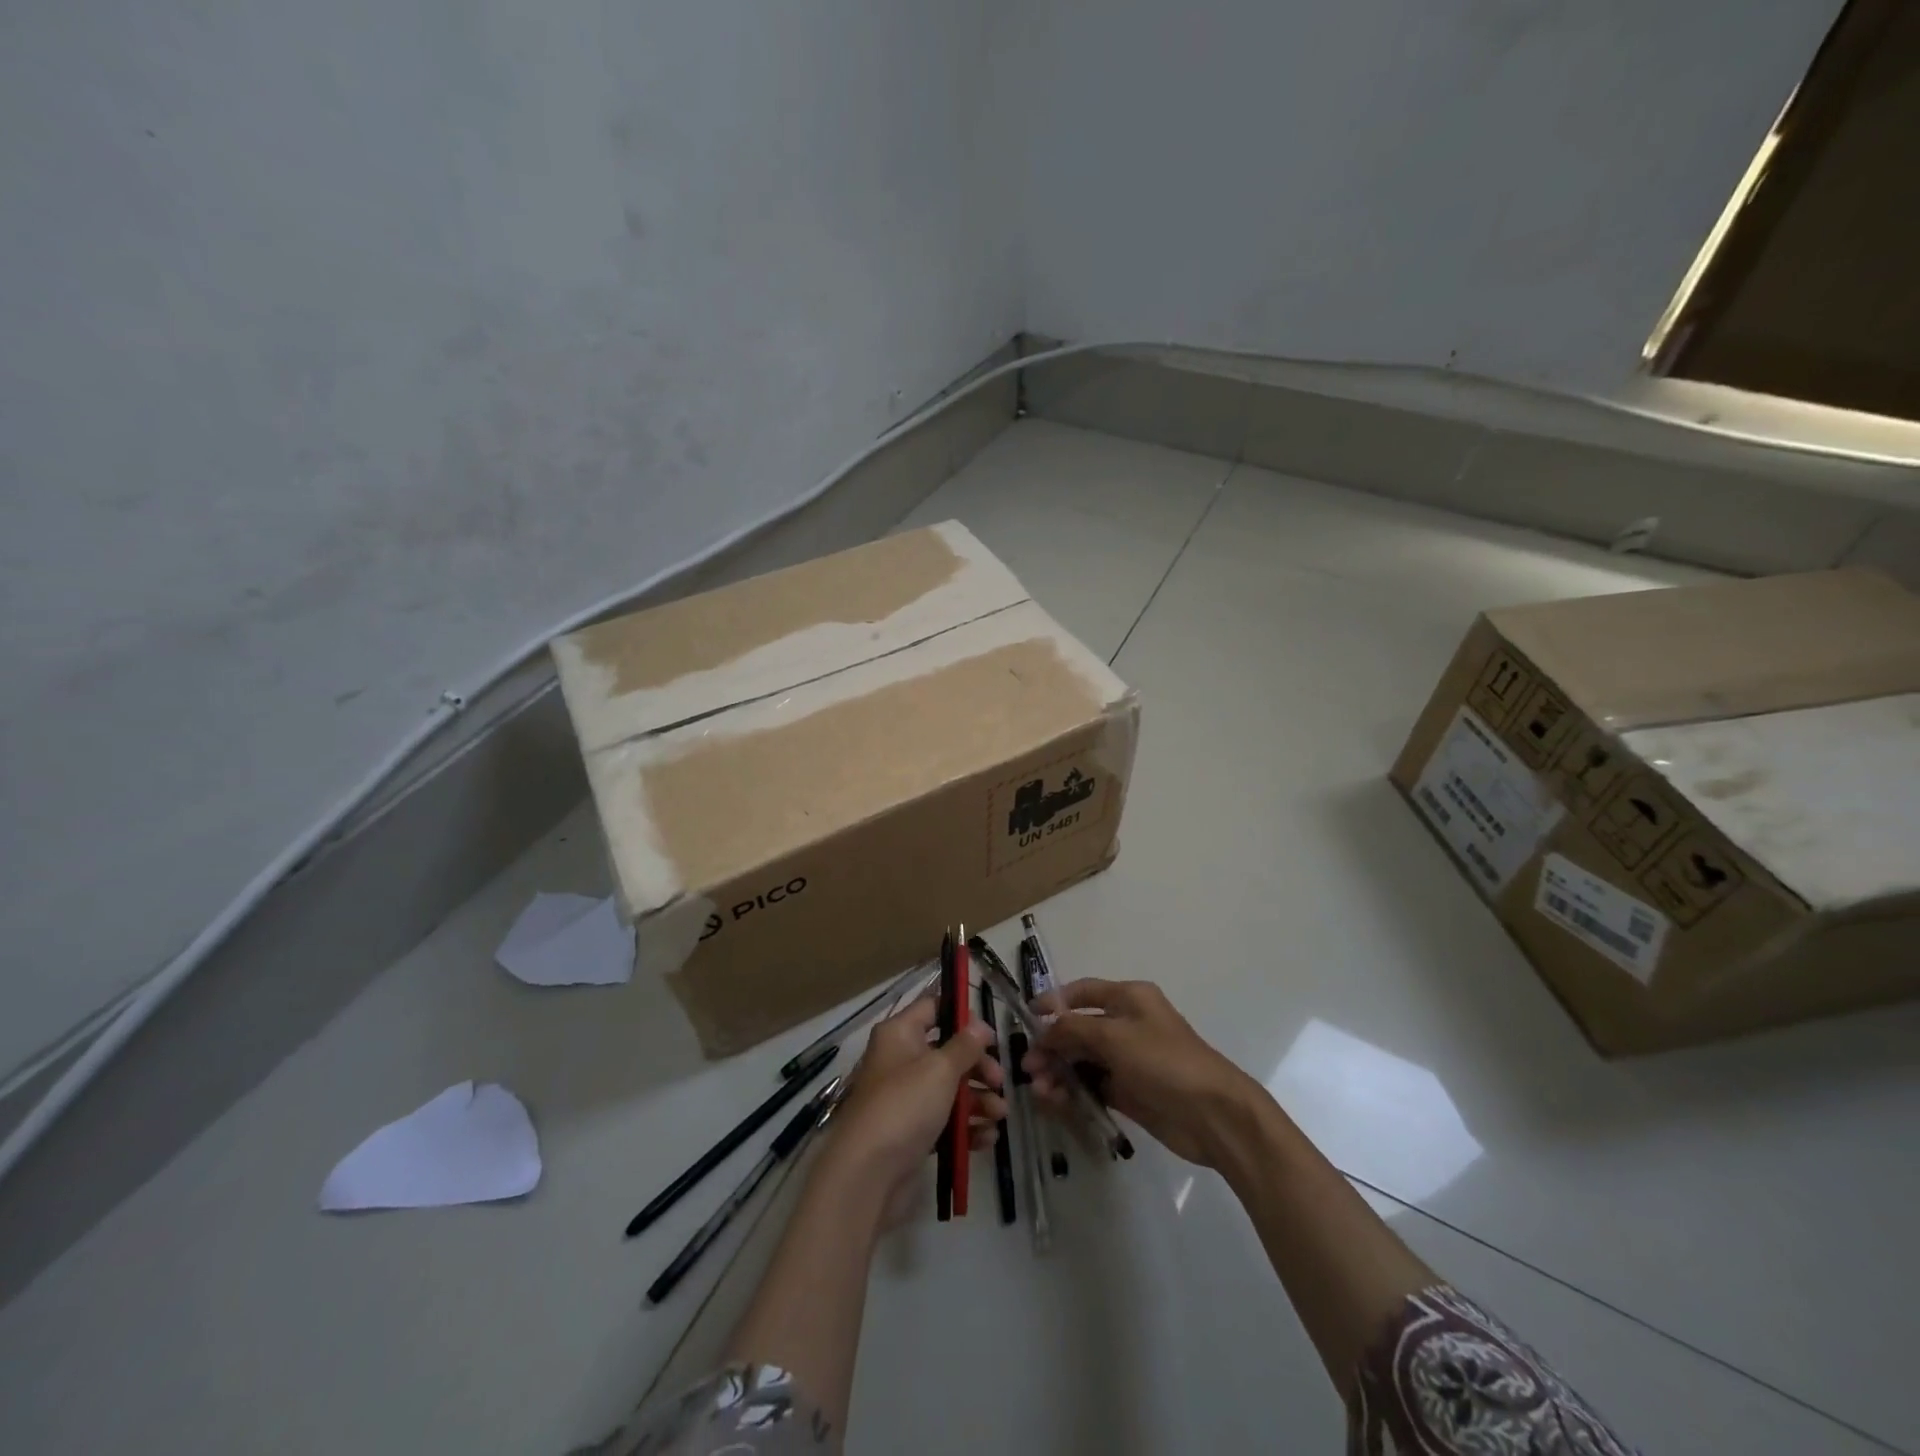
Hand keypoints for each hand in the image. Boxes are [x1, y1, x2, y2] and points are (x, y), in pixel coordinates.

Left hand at [814, 993, 1005, 1214]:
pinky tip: (987, 1138)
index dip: (962, 1016)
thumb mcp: (940, 1069)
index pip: (933, 1008)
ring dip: (978, 1099)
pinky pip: (945, 1121)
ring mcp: (906, 1098)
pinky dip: (966, 1127)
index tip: (990, 1035)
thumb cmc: (904, 1105)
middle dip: (977, 1066)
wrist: (868, 1174)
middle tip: (999, 1081)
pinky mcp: (912, 1133)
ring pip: (949, 1089)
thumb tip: (979, 1026)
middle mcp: (901, 1060)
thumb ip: (964, 1046)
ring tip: (999, 1115)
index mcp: (900, 1034)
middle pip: (947, 1052)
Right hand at [1025, 978, 1262, 1169]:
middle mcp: (1127, 1024)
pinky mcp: (1130, 1092)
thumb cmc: (1164, 1061)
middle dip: (1051, 1046)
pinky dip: (1073, 1092)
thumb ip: (1072, 1030)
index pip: (1082, 992)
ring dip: (1059, 1072)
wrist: (1214, 1115)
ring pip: (1082, 1060)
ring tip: (1042, 1093)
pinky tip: (1056, 1103)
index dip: (1053, 1002)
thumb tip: (1044, 1032)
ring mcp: (1128, 1060)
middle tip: (1029, 1070)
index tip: (1026, 1018)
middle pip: (1078, 1029)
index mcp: (1128, 998)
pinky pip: (1093, 1086)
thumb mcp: (1114, 1037)